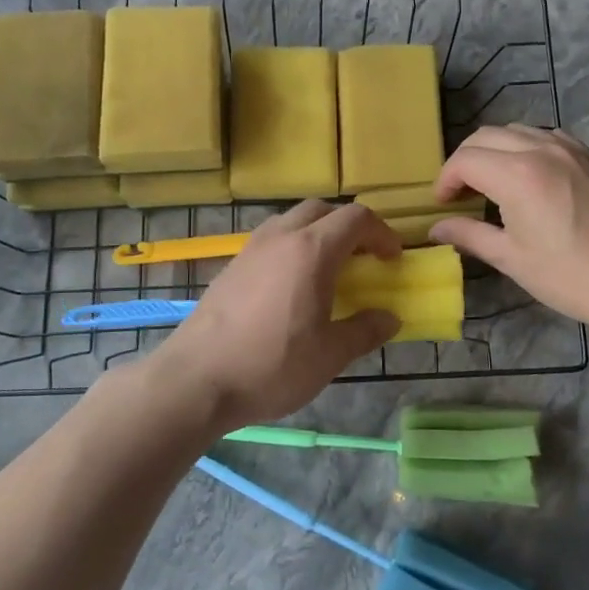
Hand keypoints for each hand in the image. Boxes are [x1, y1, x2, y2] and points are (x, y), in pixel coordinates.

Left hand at [146, 201, 401, 432]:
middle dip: (349, 226)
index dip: (381, 233)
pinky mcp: (231, 266)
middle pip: (323, 209)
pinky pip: (271, 239)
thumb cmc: (271, 366)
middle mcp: (281, 237)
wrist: (195, 380)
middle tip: (364, 258)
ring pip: (292, 220)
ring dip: (318, 232)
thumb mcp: (329, 355)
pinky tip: (292, 285)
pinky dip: (292, 246)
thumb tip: (390, 318)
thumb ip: (364, 331)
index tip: (392, 259)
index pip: (356, 218)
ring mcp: (251, 249)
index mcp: (312, 250)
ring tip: (329, 268)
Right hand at [431, 125, 588, 328]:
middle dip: (465, 161)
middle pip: (486, 136)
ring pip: (516, 130)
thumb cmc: (566, 275)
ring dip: (495, 150)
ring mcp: (570, 148)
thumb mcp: (510, 258)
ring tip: (492, 182)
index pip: (465, 160)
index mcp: (517, 175)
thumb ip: (468, 235)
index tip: (442, 203)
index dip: (446, 180)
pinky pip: (546, 136)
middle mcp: (541, 149)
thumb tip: (436, 228)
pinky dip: (526, 147)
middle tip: (461, 192)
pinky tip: (528, 175)